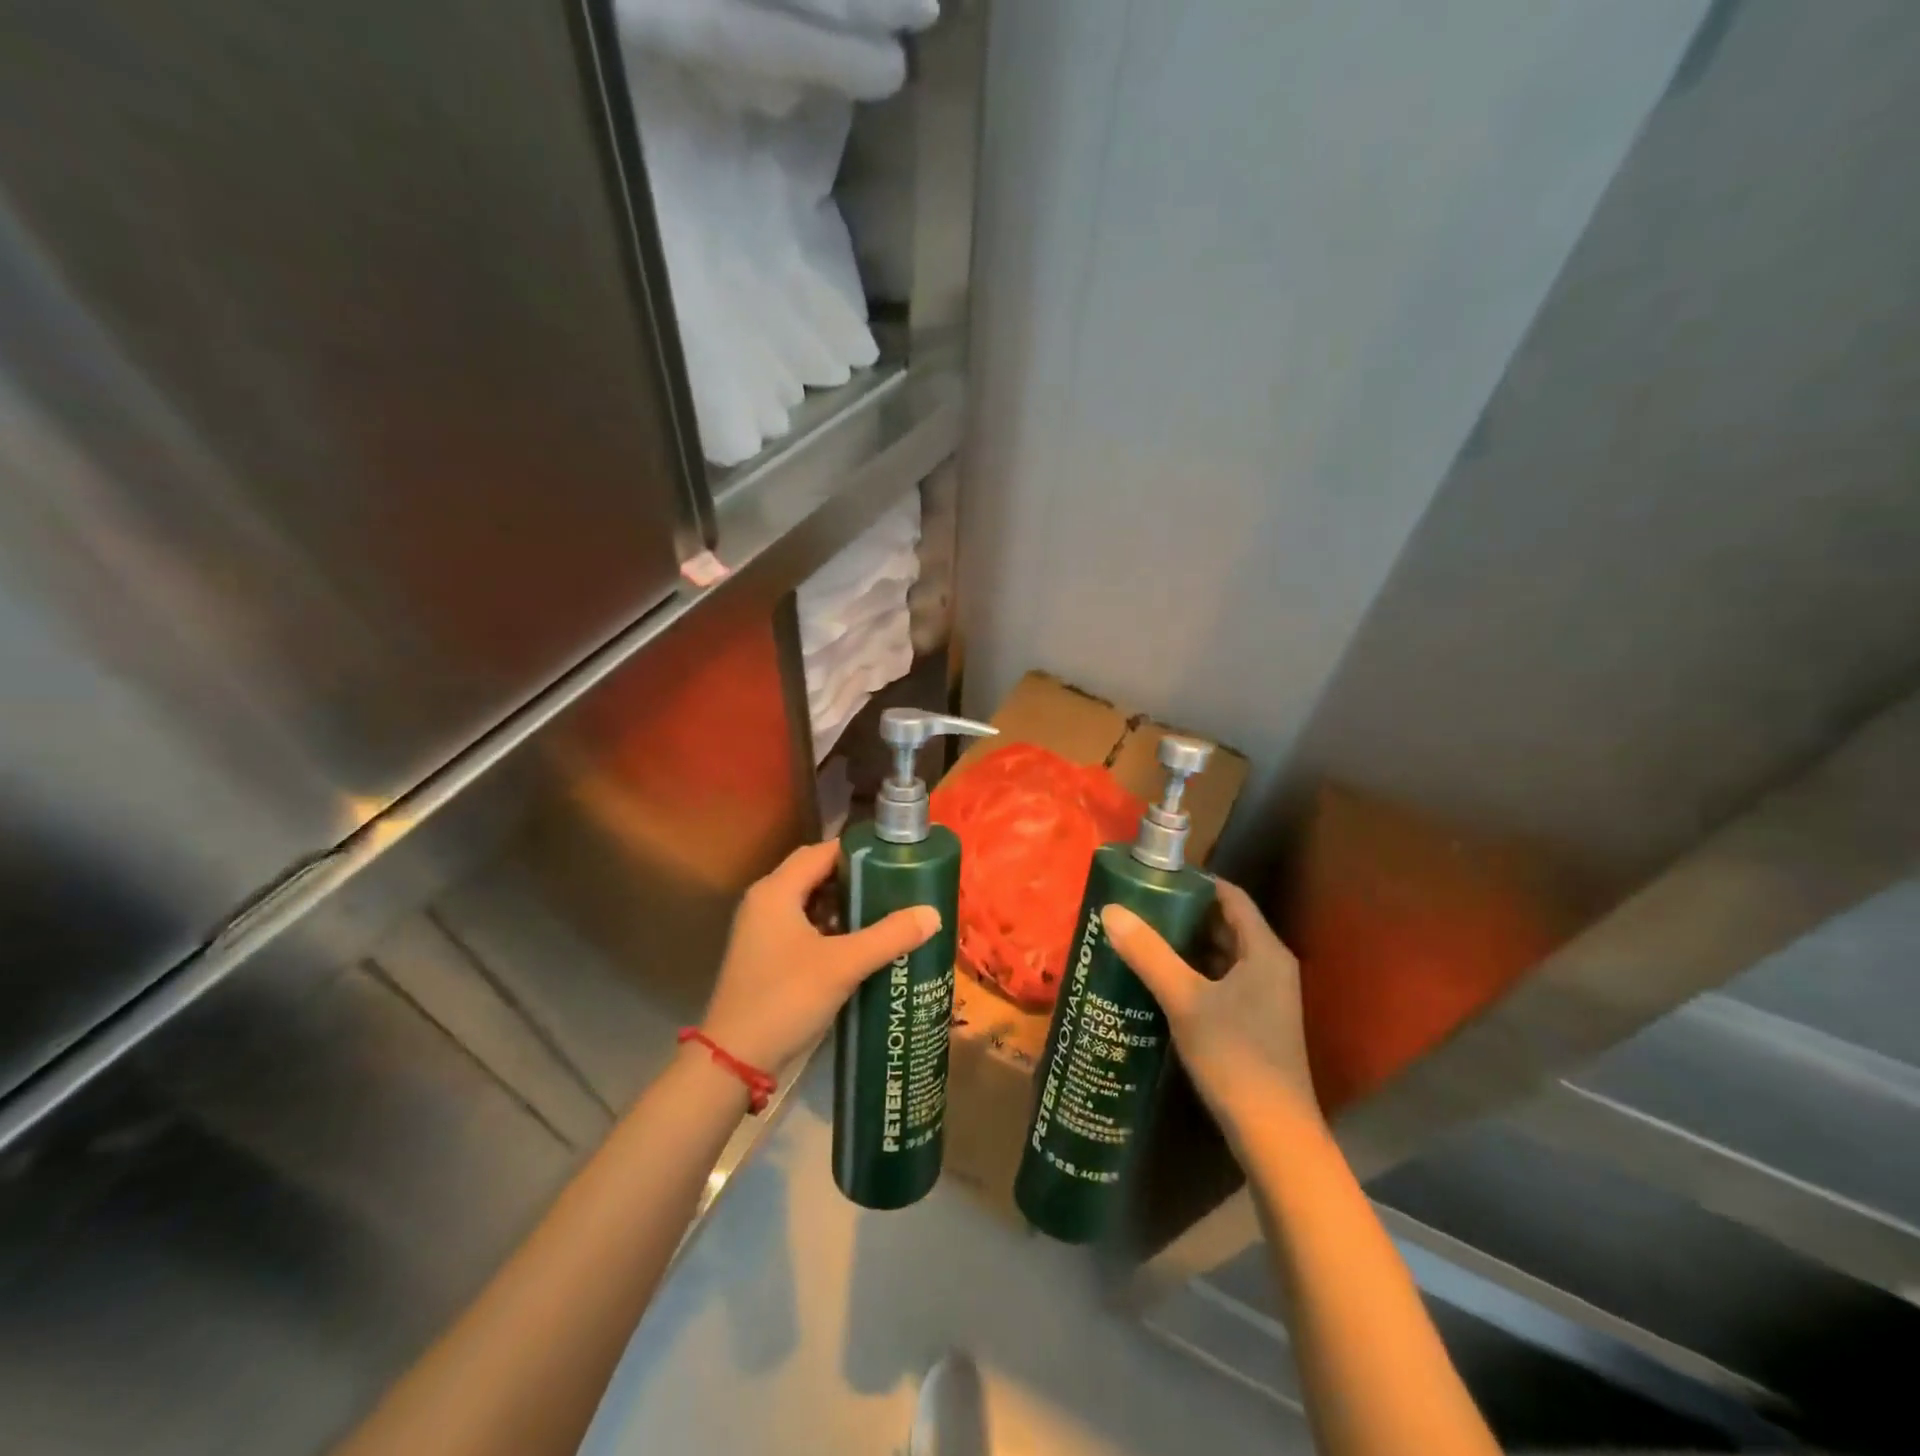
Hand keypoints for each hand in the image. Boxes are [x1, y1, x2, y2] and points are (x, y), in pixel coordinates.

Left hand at [699, 840, 939, 1072]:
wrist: (734, 1060)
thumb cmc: (786, 998)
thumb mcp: (843, 965)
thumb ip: (889, 936)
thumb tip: (934, 913)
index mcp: (777, 890)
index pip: (822, 851)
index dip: (859, 851)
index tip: (896, 857)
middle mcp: (765, 902)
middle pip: (816, 874)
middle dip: (856, 879)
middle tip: (896, 886)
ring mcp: (762, 931)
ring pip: (811, 903)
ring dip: (845, 906)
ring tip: (886, 913)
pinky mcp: (766, 956)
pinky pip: (804, 927)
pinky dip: (831, 929)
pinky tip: (861, 945)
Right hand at [1102, 880, 1321, 1150]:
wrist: (1274, 1136)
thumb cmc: (1235, 1057)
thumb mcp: (1185, 1000)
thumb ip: (1149, 954)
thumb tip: (1111, 910)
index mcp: (1264, 950)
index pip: (1231, 896)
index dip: (1194, 883)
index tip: (1153, 878)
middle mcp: (1270, 966)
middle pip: (1224, 925)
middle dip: (1182, 914)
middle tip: (1137, 907)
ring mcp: (1264, 997)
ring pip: (1220, 956)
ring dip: (1184, 946)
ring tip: (1139, 938)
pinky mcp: (1254, 1022)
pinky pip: (1220, 982)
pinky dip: (1192, 974)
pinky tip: (1158, 981)